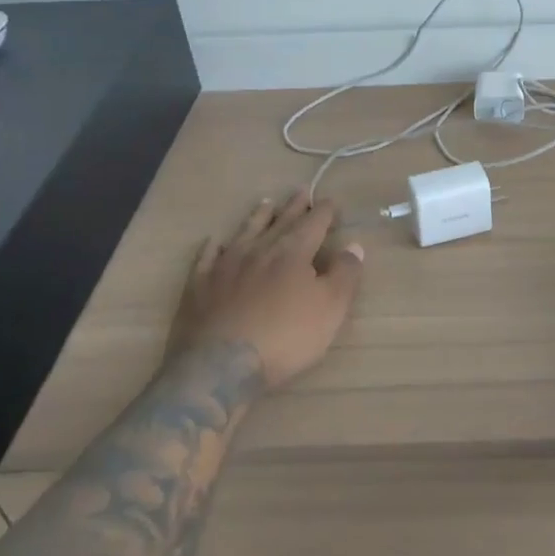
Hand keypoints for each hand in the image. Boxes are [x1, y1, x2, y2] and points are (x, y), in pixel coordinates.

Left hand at [172, 190, 364, 390]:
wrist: (220, 365)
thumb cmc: (285, 337)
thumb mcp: (330, 309)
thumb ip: (345, 274)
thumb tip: (354, 245)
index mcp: (293, 253)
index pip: (313, 224)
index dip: (324, 212)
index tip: (331, 201)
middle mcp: (259, 250)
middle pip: (281, 222)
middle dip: (294, 207)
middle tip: (302, 191)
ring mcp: (226, 265)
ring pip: (245, 232)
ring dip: (258, 217)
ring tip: (265, 203)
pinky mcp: (200, 285)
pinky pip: (207, 256)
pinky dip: (214, 246)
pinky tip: (215, 241)